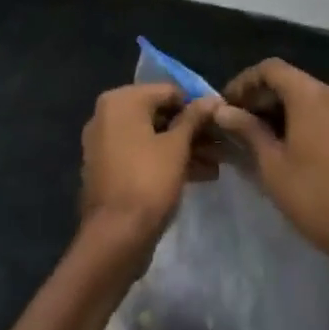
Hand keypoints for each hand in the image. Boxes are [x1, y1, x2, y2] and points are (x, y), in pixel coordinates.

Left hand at [79, 83, 217, 257]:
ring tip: (217, 164)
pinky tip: (200, 175)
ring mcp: (105, 143)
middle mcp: (108, 115)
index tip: (220, 121)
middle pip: (160, 114)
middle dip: (192, 130)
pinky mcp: (109, 168)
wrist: (115, 238)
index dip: (197, 106)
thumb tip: (211, 98)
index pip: (168, 91)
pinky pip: (142, 155)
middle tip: (222, 145)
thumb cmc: (148, 182)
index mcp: (121, 101)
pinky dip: (166, 160)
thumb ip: (194, 118)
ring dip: (184, 148)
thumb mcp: (177, 147)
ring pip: (153, 137)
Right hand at [215, 59, 328, 269]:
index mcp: (311, 95)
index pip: (270, 69)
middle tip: (234, 122)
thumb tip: (223, 110)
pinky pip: (321, 111)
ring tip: (253, 135)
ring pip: (305, 96)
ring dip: (278, 109)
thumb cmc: (314, 197)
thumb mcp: (272, 164)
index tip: (224, 104)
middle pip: (289, 80)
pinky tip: (283, 144)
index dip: (243, 82)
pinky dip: (298, 118)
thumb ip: (247, 130)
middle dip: (259, 96)